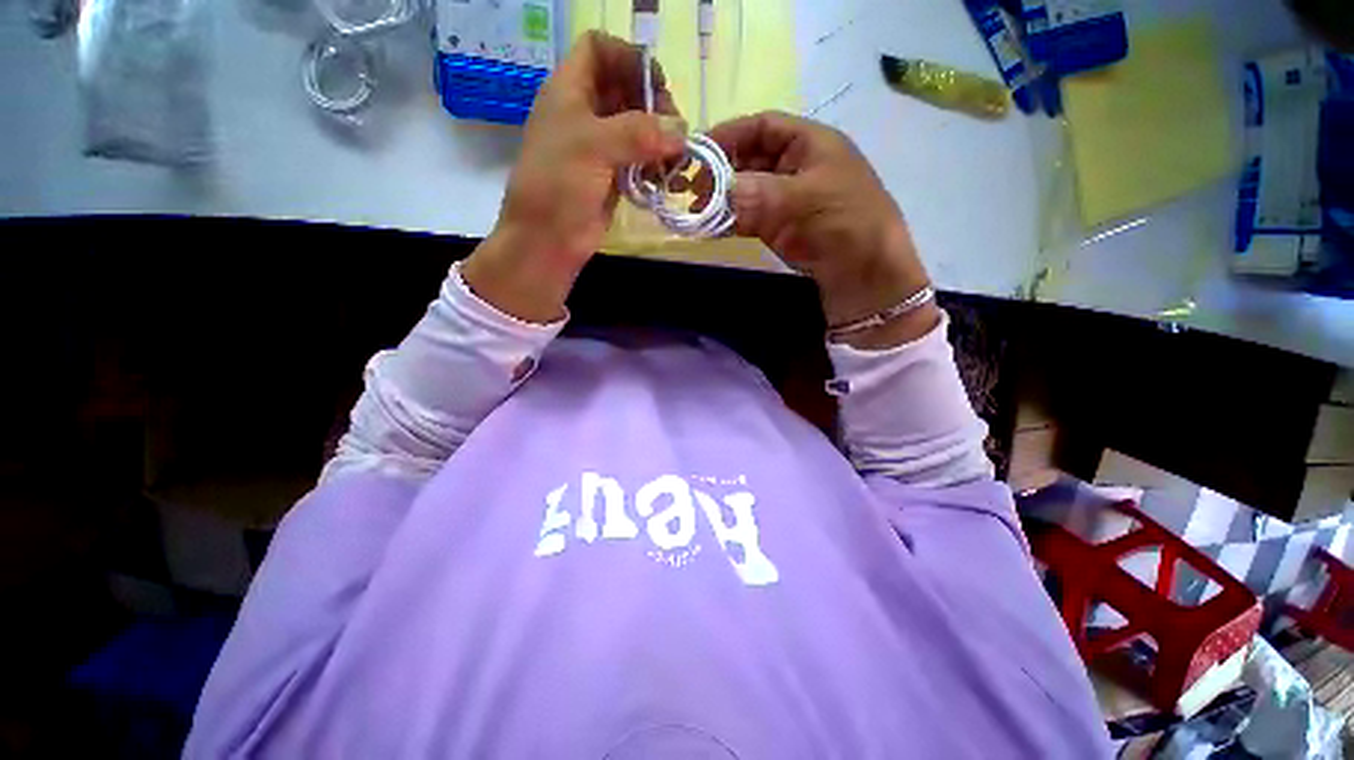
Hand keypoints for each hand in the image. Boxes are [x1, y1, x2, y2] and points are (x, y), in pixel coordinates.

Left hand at [462, 31, 684, 323]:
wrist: (547, 239)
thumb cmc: (559, 184)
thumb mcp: (594, 146)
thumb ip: (639, 132)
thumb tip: (681, 131)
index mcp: (570, 90)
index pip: (599, 50)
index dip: (628, 58)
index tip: (656, 87)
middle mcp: (585, 113)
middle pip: (626, 89)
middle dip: (654, 105)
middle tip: (674, 133)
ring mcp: (600, 148)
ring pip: (637, 128)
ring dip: (660, 141)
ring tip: (675, 162)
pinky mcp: (612, 178)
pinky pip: (640, 161)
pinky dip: (656, 168)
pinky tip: (667, 182)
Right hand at [708, 112, 938, 346]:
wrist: (869, 281)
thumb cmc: (845, 228)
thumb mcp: (803, 202)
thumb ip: (755, 194)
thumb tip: (714, 192)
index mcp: (812, 144)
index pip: (763, 126)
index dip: (729, 135)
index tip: (695, 153)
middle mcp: (799, 167)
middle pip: (751, 159)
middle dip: (720, 170)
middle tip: (689, 189)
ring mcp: (791, 202)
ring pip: (748, 191)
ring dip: (723, 199)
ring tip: (695, 211)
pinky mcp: (785, 230)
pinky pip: (751, 219)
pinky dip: (732, 221)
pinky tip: (713, 228)